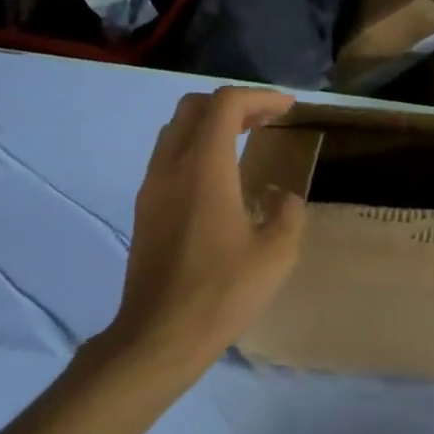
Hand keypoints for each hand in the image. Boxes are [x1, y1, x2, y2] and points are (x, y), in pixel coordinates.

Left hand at [104, 86, 305, 378]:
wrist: (160, 336)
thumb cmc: (222, 292)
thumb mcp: (276, 253)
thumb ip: (287, 214)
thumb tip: (282, 197)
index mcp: (205, 169)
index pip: (226, 105)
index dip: (261, 97)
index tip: (288, 109)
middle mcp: (171, 168)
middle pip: (194, 108)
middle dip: (233, 105)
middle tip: (266, 120)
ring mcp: (152, 189)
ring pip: (176, 132)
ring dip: (211, 126)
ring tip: (245, 142)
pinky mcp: (145, 211)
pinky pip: (169, 159)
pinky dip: (197, 150)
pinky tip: (221, 180)